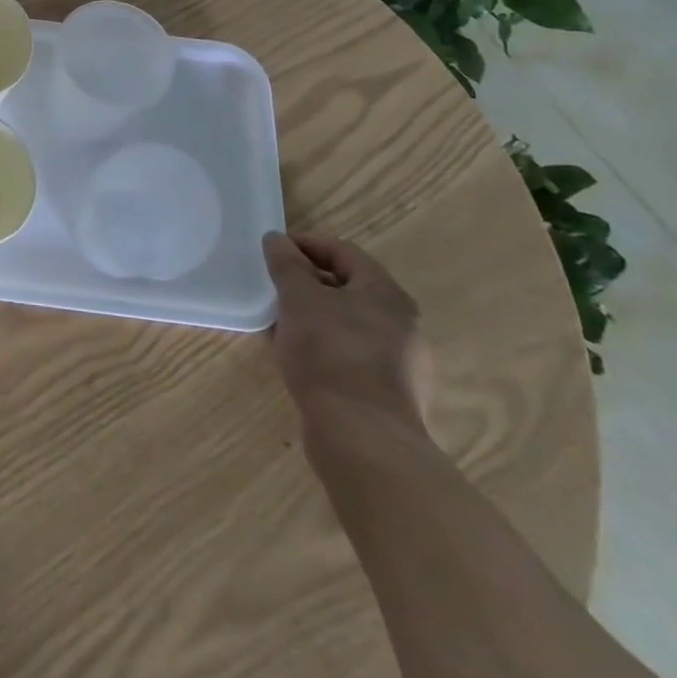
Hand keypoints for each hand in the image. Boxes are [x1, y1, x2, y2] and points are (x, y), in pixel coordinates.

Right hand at [264, 231, 430, 435]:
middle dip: (309, 283)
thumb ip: (286, 264)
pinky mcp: (390, 394)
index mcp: (385, 293)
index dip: (306, 244)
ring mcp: (401, 363)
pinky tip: (299, 358)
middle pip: (349, 288)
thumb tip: (277, 239)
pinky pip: (352, 355)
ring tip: (280, 324)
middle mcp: (402, 323)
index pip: (343, 251)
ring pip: (349, 323)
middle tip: (275, 287)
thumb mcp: (298, 298)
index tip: (274, 250)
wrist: (363, 438)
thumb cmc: (330, 352)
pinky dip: (325, 347)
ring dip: (315, 316)